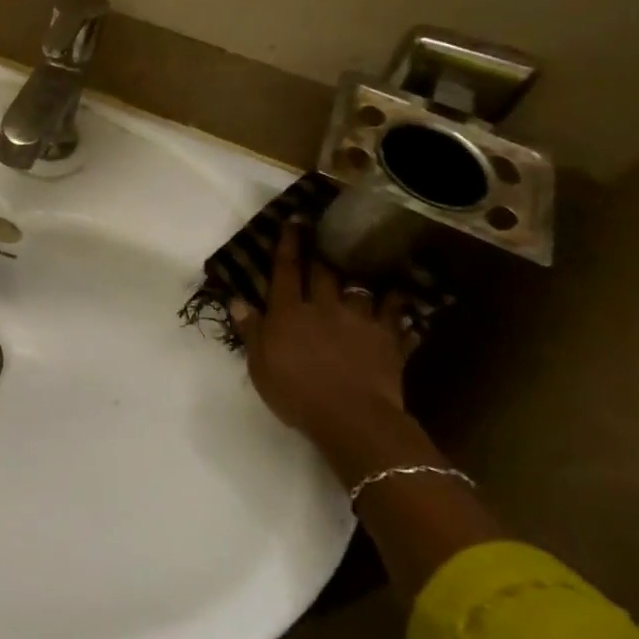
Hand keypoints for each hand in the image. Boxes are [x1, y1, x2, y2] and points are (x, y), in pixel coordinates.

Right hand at [228, 223, 423, 480]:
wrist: (350, 416)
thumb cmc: (295, 392)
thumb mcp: (259, 364)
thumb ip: (251, 330)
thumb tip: (238, 300)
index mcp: (289, 312)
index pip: (286, 271)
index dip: (289, 246)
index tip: (294, 222)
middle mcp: (325, 307)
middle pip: (324, 272)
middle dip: (321, 253)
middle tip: (324, 236)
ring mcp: (361, 321)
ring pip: (361, 290)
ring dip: (359, 280)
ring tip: (363, 272)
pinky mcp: (389, 339)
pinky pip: (397, 316)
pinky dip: (398, 307)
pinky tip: (401, 302)